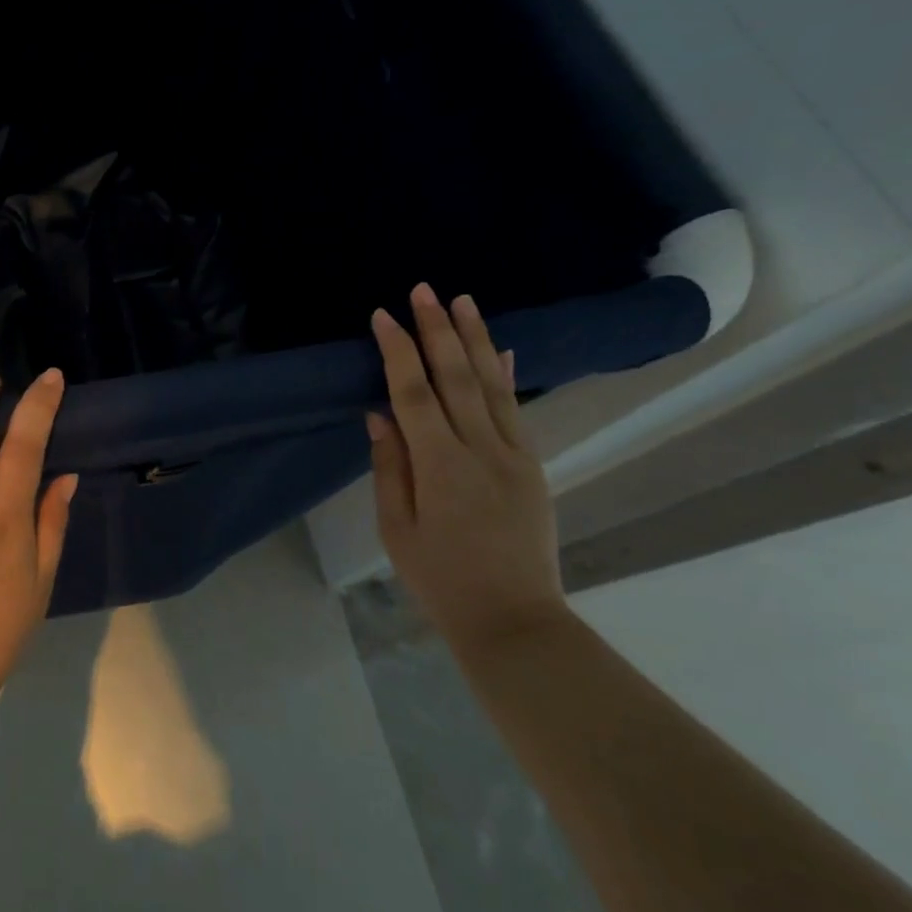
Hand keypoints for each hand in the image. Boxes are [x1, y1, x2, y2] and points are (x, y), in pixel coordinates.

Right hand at [367, 284, 564, 659]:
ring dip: (475, 338)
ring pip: (492, 384)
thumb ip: (389, 466)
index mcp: (440, 467)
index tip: (383, 316)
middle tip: (423, 289)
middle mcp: (481, 450)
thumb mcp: (396, 528)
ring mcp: (514, 456)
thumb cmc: (440, 579)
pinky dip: (507, 375)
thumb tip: (379, 414)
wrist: (514, 621)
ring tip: (462, 300)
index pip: (413, 393)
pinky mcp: (532, 466)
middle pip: (456, 377)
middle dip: (437, 329)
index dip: (397, 351)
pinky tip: (501, 349)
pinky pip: (517, 410)